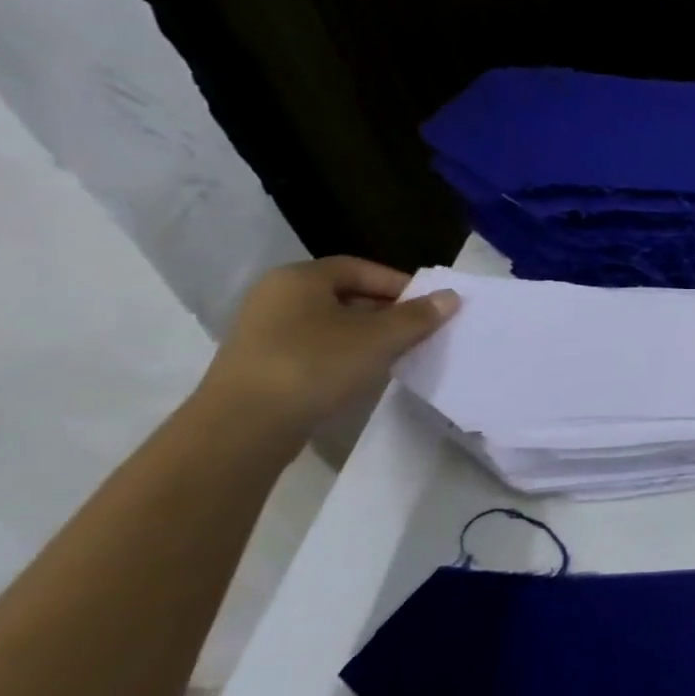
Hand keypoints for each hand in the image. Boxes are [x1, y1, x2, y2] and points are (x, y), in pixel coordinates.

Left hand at [195, 257, 459, 444]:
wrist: (242, 427)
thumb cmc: (315, 366)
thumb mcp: (378, 339)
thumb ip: (418, 316)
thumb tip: (451, 296)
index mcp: (300, 278)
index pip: (361, 268)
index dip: (400, 284)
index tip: (429, 307)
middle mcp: (277, 296)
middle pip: (345, 294)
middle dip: (387, 311)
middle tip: (420, 331)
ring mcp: (264, 331)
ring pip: (331, 323)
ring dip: (367, 335)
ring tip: (398, 354)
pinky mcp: (262, 363)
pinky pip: (314, 346)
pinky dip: (343, 354)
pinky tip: (362, 373)